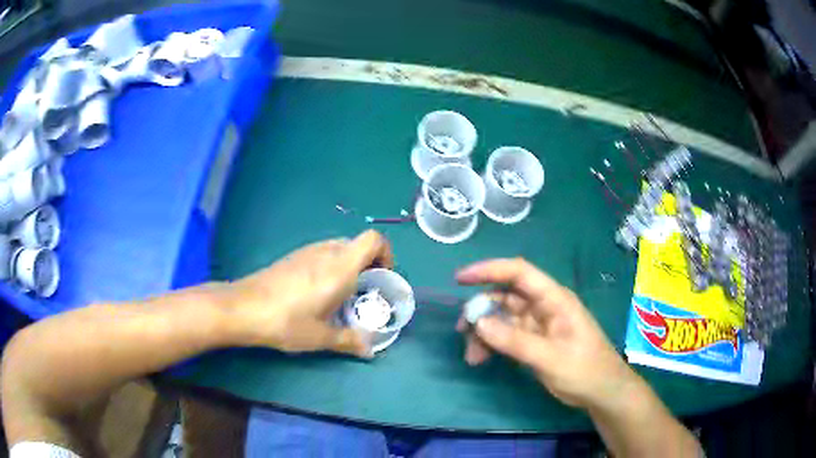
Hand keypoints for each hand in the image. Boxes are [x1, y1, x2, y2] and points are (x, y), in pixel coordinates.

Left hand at [218, 230, 392, 357]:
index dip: (385, 253)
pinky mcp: (292, 257)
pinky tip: (315, 293)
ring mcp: (307, 251)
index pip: (374, 239)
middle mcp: (326, 252)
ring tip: (339, 295)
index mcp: (341, 267)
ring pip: (338, 249)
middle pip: (357, 245)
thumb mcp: (322, 336)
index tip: (382, 277)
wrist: (244, 308)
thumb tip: (369, 351)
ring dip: (347, 266)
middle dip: (367, 265)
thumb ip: (350, 341)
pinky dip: (329, 267)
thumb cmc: (288, 321)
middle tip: (363, 292)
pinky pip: (320, 254)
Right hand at [456, 258, 638, 409]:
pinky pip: (505, 335)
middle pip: (505, 296)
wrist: (601, 391)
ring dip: (483, 332)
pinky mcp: (533, 341)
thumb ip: (515, 341)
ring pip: (501, 318)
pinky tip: (481, 359)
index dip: (489, 270)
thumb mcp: (550, 358)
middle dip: (481, 310)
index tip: (460, 279)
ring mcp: (537, 324)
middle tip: (462, 332)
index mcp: (554, 299)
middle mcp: (543, 306)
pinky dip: (491, 344)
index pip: (519, 273)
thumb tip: (479, 323)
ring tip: (472, 357)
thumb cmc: (584, 370)